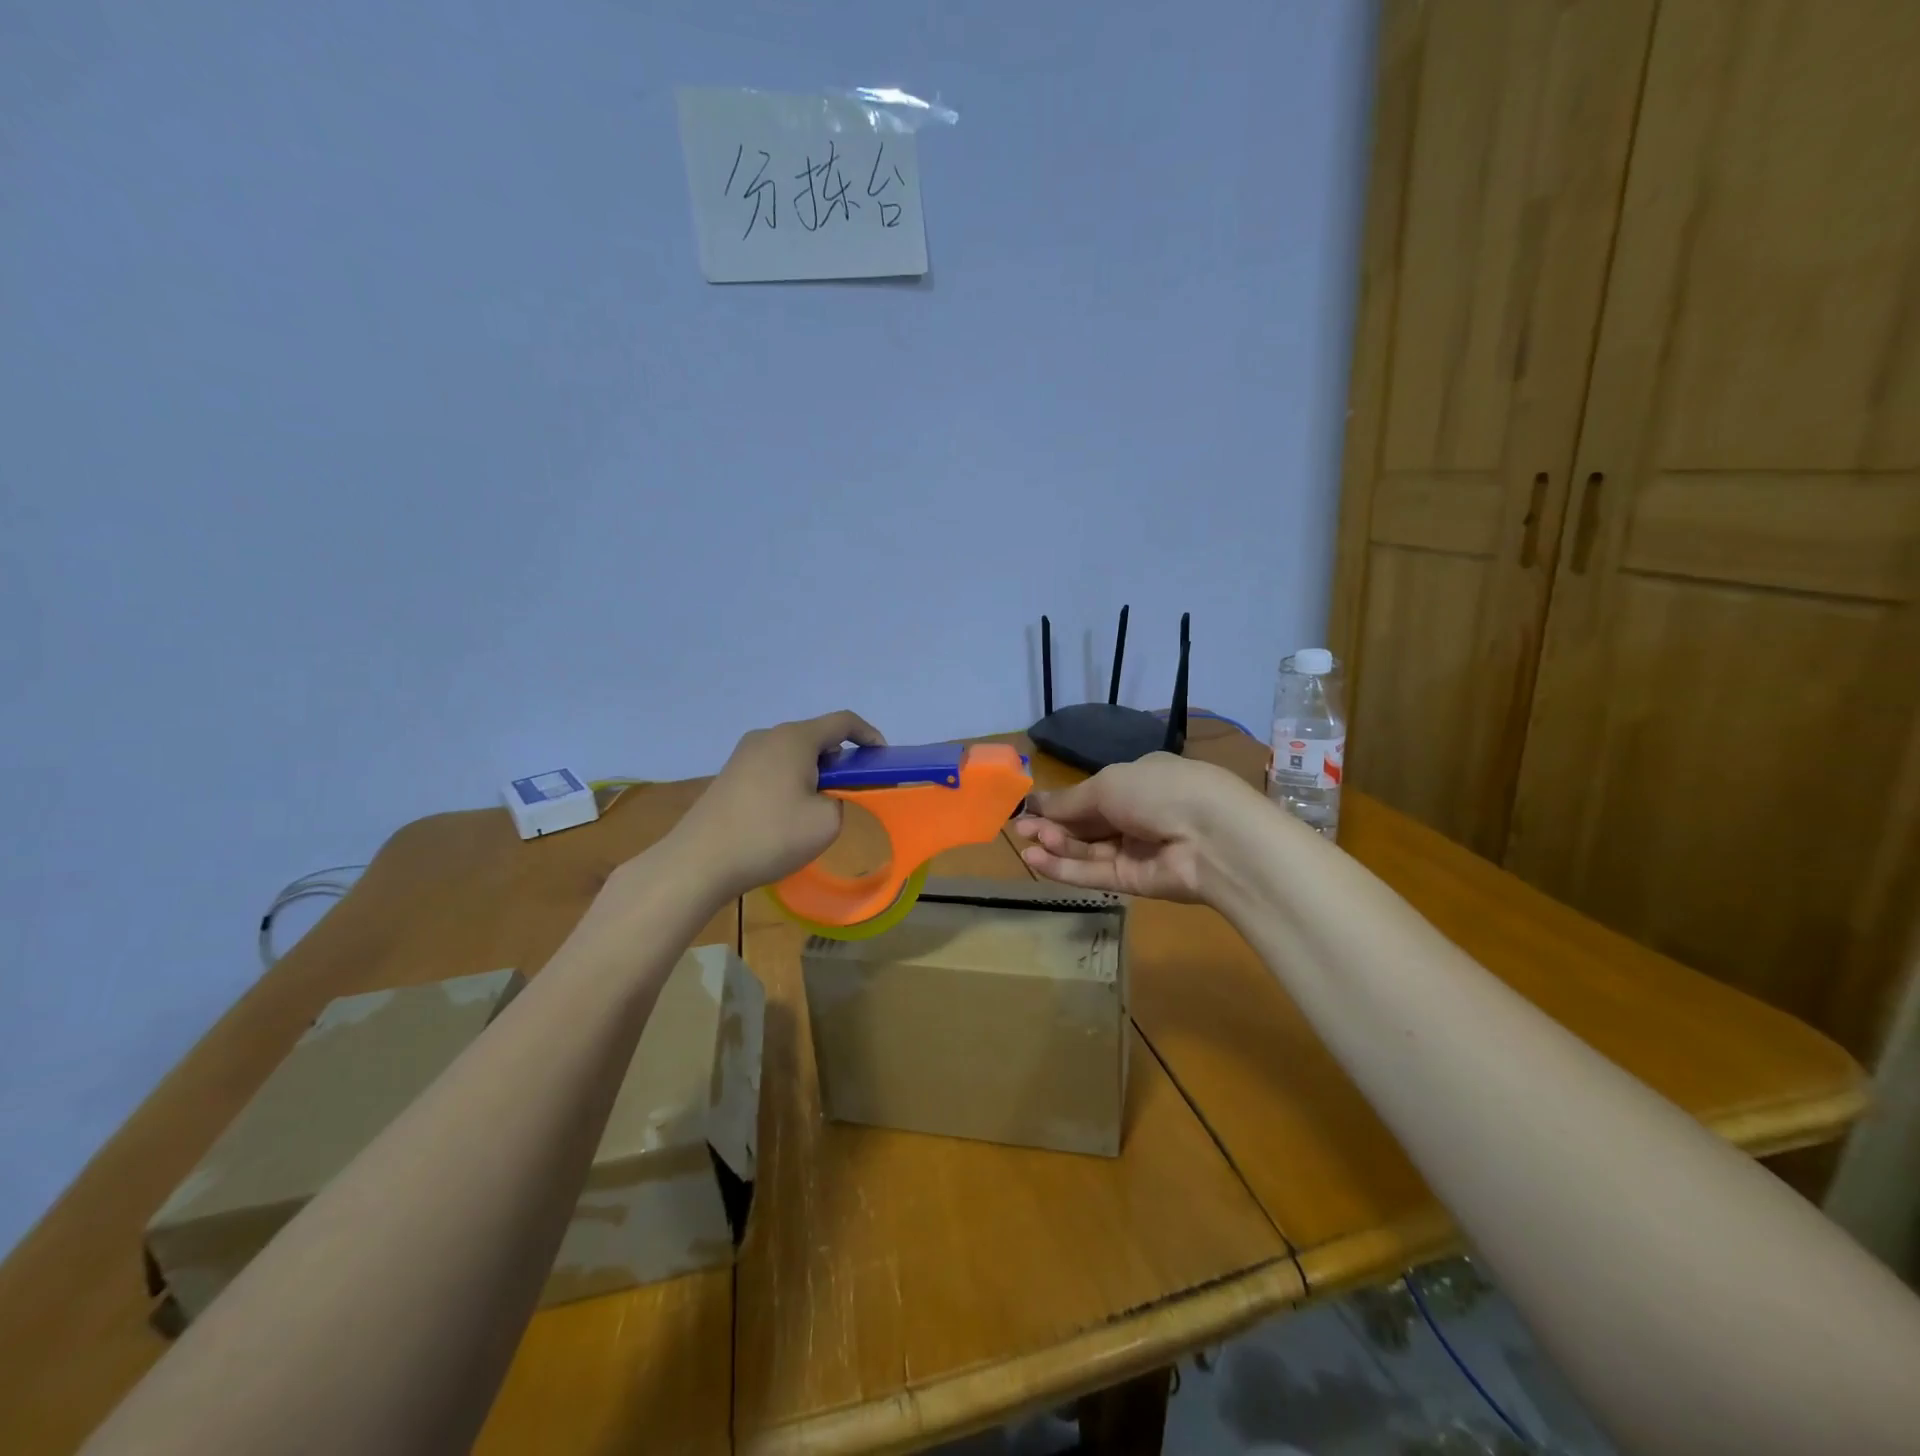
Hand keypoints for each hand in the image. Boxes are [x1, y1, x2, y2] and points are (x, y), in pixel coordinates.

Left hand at [670, 710, 884, 897]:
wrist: (700, 861)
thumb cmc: (770, 835)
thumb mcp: (827, 822)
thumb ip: (842, 801)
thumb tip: (826, 796)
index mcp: (795, 738)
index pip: (843, 722)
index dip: (869, 736)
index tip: (882, 760)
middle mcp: (768, 736)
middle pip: (816, 737)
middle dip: (840, 760)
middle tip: (853, 791)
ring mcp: (743, 755)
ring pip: (793, 754)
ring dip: (814, 773)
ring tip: (820, 808)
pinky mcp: (729, 775)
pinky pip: (772, 768)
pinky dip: (790, 782)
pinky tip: (786, 816)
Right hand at [1011, 753, 1251, 903]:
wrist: (1211, 838)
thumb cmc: (1158, 791)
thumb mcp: (1108, 784)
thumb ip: (1070, 800)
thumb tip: (1035, 803)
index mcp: (1139, 779)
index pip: (1093, 791)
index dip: (1060, 801)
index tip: (1028, 807)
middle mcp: (1138, 813)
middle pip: (1087, 822)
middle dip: (1053, 824)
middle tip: (1020, 828)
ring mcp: (1137, 849)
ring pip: (1088, 848)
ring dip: (1056, 844)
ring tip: (1025, 841)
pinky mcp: (1135, 882)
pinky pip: (1094, 873)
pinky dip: (1065, 867)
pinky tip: (1036, 860)